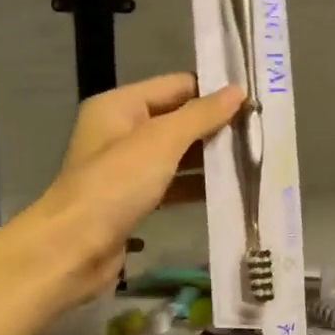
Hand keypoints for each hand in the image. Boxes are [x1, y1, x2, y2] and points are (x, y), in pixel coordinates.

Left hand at [31, 73, 244, 304]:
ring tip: (253, 161)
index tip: (255, 101)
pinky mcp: (131, 201)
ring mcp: (124, 169)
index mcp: (119, 106)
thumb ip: (200, 115)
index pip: (175, 85)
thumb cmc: (116, 185)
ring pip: (175, 155)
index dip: (213, 91)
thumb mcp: (161, 141)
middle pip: (176, 120)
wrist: (73, 249)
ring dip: (208, 159)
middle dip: (214, 127)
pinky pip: (169, 185)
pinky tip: (226, 192)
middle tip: (261, 133)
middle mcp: (119, 132)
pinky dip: (193, 187)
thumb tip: (237, 91)